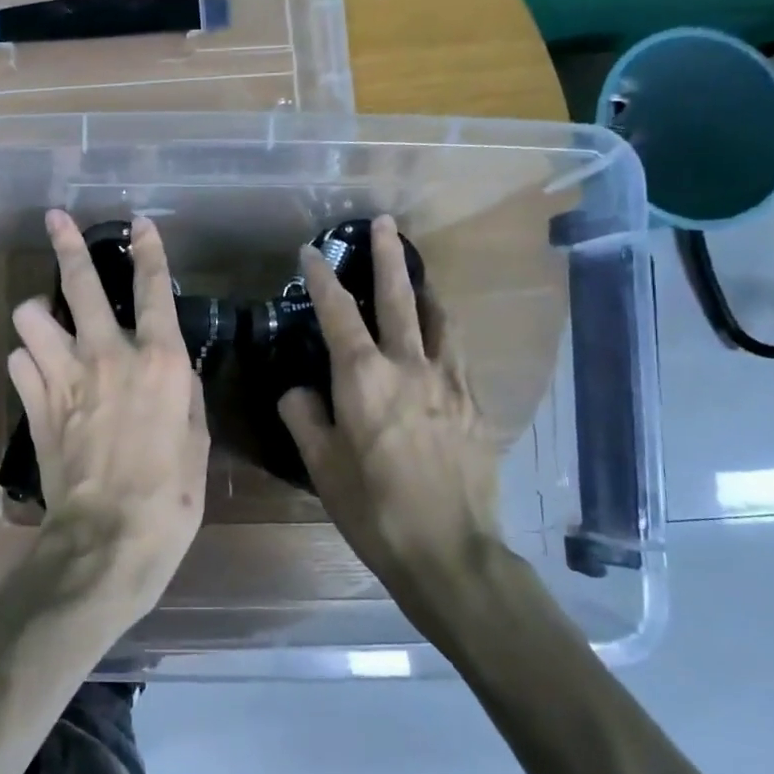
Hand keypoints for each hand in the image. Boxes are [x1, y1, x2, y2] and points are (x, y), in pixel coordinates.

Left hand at [8, 211, 208, 617]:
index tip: (141, 223)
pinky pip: (17, 360)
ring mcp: (63, 376)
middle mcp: (106, 354)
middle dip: (67, 244)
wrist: (109, 537)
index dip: (149, 251)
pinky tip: (38, 374)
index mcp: (158, 361)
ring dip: (37, 315)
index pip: (153, 290)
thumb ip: (183, 396)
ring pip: (29, 315)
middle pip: (78, 283)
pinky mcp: (33, 403)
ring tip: (46, 324)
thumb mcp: (196, 440)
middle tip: (56, 220)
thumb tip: (171, 374)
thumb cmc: (171, 495)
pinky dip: (27, 361)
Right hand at [278, 216, 502, 597]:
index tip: (311, 251)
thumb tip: (298, 391)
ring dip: (425, 289)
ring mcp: (450, 383)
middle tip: (385, 223)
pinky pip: (457, 353)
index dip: (322, 279)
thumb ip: (304, 417)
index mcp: (364, 379)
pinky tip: (440, 340)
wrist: (449, 550)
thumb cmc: (373, 508)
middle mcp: (410, 367)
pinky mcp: (475, 404)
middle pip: (399, 298)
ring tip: (418, 274)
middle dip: (388, 257)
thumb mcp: (322, 465)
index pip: (338, 314)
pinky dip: (444, 333)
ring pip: (440, 319)